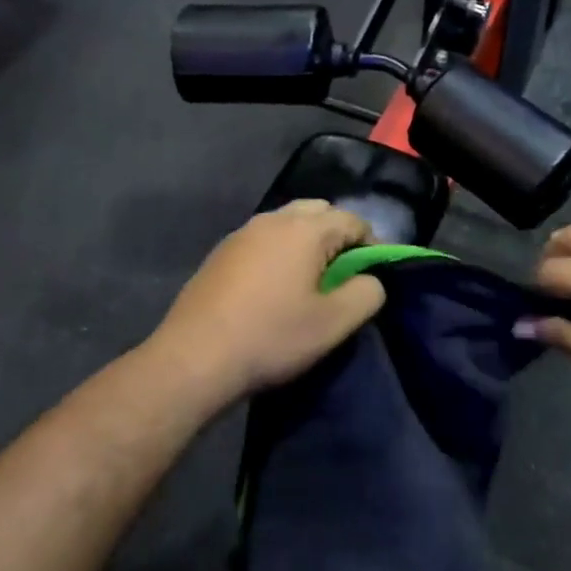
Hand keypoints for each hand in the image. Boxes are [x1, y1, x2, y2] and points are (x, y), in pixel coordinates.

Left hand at [147, 201, 385, 402]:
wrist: (195, 358)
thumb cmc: (272, 337)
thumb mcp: (334, 323)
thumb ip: (367, 293)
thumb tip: (371, 279)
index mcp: (305, 229)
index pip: (353, 220)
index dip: (373, 245)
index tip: (375, 276)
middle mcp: (273, 219)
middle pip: (319, 212)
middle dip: (338, 236)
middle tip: (343, 274)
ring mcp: (242, 233)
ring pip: (288, 223)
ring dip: (307, 243)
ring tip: (310, 282)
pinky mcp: (221, 252)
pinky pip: (263, 239)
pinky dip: (279, 252)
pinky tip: (274, 288)